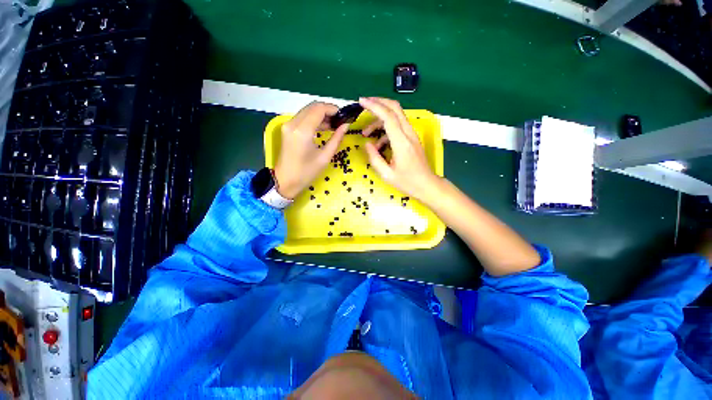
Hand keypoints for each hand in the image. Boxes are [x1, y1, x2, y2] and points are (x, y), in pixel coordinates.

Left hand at [274, 102, 348, 198]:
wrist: (285, 181)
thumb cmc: (306, 173)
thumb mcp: (324, 157)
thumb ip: (336, 139)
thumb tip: (346, 125)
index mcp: (302, 131)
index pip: (319, 109)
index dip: (332, 109)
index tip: (343, 116)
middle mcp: (293, 123)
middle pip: (312, 107)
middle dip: (327, 111)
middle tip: (339, 121)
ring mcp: (288, 125)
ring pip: (307, 111)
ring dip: (321, 115)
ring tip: (334, 125)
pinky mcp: (287, 129)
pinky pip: (302, 118)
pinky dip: (314, 119)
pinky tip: (323, 127)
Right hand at [359, 97, 437, 199]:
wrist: (427, 185)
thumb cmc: (407, 182)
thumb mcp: (386, 174)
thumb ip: (374, 158)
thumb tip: (367, 143)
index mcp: (401, 143)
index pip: (388, 116)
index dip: (374, 106)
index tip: (361, 102)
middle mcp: (408, 134)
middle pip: (395, 108)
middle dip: (378, 102)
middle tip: (364, 104)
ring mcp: (412, 135)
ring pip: (396, 116)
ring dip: (380, 118)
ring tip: (366, 132)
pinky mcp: (412, 138)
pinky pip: (398, 126)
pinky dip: (386, 129)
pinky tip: (378, 144)